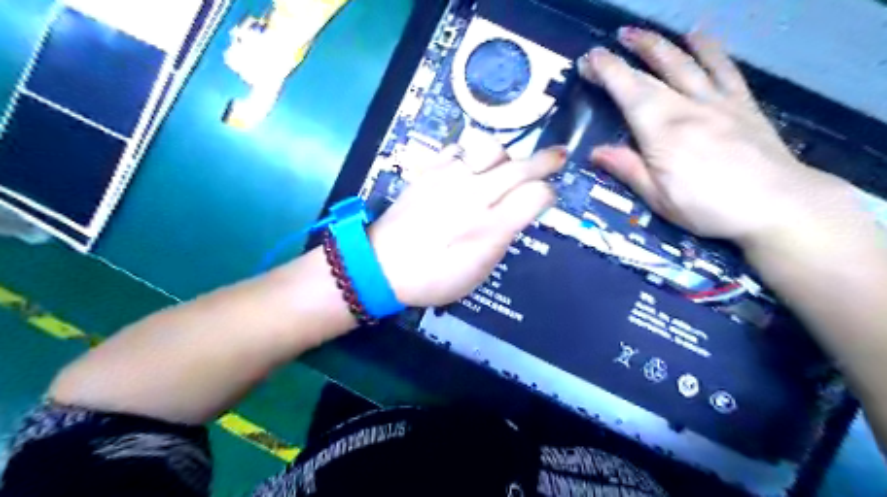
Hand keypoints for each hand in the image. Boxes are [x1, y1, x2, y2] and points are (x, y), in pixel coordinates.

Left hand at [370, 142, 564, 309]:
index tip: (546, 199)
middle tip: (558, 155)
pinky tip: (469, 168)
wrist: (383, 265)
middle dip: (546, 160)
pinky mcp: (429, 171)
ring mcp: (450, 178)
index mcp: (491, 227)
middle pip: (520, 166)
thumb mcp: (479, 270)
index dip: (548, 195)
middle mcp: (475, 195)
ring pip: (491, 149)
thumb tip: (517, 213)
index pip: (536, 195)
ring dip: (505, 157)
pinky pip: (458, 150)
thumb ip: (502, 236)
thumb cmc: (434, 278)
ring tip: (503, 168)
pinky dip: (470, 156)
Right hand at [579, 24, 848, 246]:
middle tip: (603, 49)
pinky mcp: (742, 103)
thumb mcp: (658, 198)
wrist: (778, 205)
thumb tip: (595, 152)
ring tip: (638, 33)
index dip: (606, 72)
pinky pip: (723, 68)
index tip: (588, 60)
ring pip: (684, 63)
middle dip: (624, 57)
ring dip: (658, 45)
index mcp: (661, 132)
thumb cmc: (708, 208)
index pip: (628, 92)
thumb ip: (628, 169)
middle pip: (651, 74)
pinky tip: (697, 34)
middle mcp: (687, 107)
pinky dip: (709, 49)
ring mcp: (717, 101)